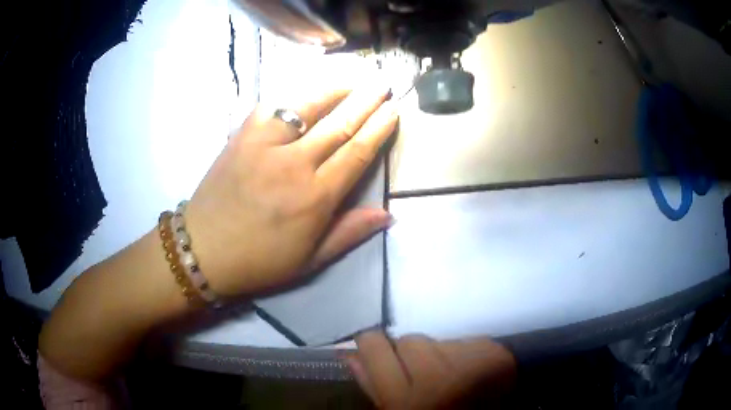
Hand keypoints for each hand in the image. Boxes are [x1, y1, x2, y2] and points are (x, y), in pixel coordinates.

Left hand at [185, 83, 397, 295]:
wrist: (203, 250)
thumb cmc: (259, 261)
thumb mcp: (310, 260)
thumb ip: (349, 232)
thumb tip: (389, 214)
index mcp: (315, 198)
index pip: (356, 152)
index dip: (379, 128)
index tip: (394, 109)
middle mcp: (293, 164)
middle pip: (338, 123)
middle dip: (365, 101)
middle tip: (382, 84)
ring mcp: (264, 145)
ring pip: (306, 107)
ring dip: (333, 91)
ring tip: (352, 81)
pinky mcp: (241, 137)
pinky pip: (271, 108)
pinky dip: (292, 98)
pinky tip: (305, 95)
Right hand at [345, 331, 516, 408]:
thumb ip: (372, 385)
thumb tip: (350, 353)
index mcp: (406, 399)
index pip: (375, 346)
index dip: (372, 343)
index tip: (375, 347)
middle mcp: (438, 378)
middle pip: (410, 340)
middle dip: (410, 355)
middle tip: (422, 375)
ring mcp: (472, 365)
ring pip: (440, 340)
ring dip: (440, 355)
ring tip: (451, 376)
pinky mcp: (496, 355)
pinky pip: (468, 341)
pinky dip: (466, 355)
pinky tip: (472, 373)